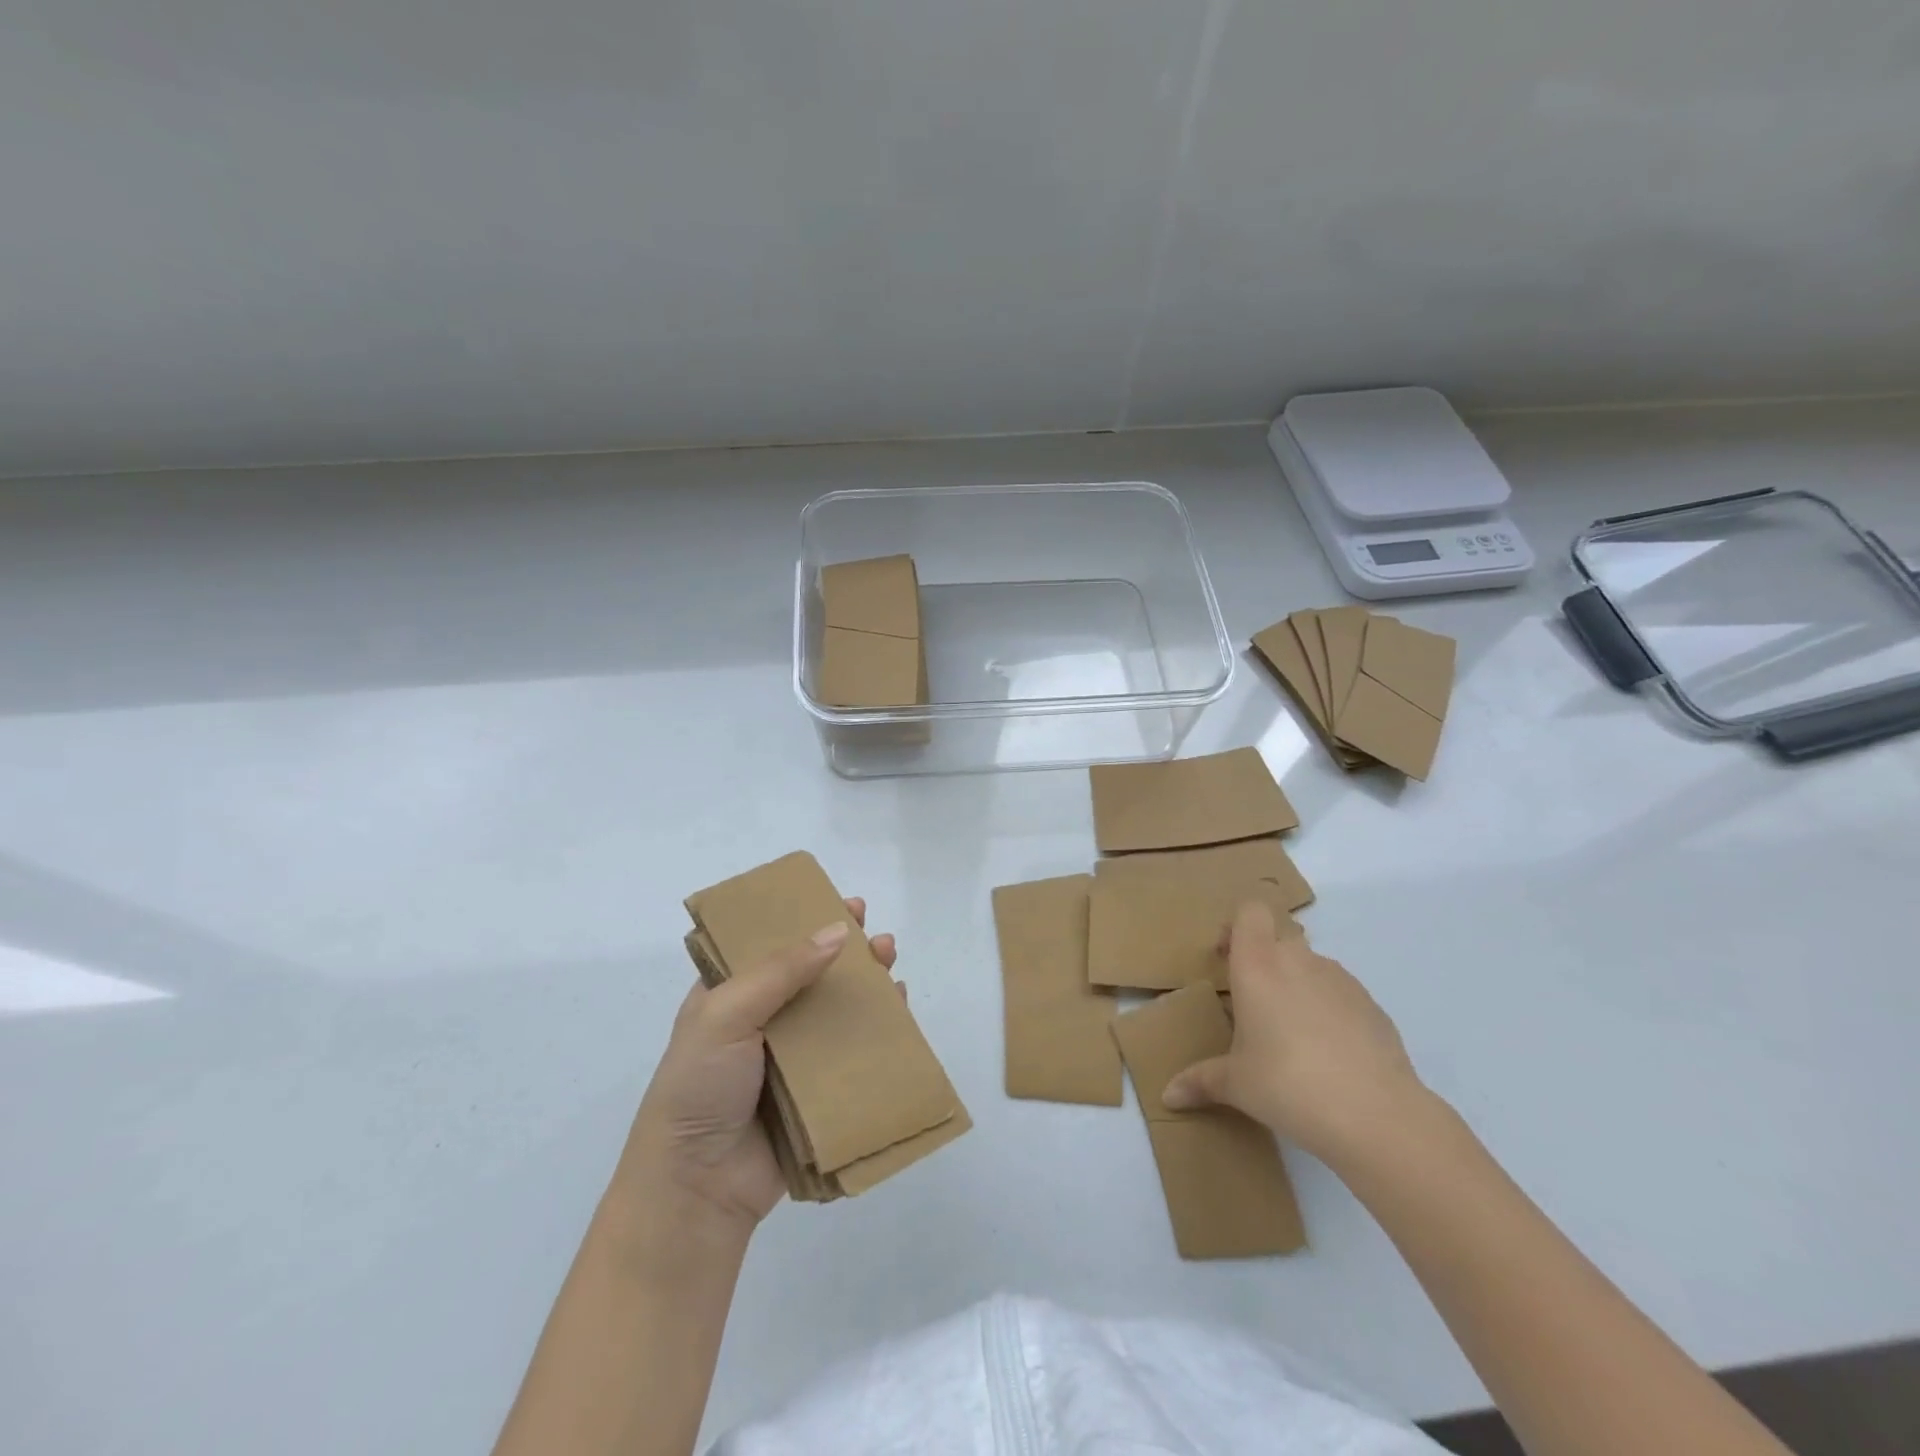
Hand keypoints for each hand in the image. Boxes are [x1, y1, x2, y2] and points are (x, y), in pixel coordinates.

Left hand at [618, 899, 896, 1232]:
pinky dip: (877, 1029)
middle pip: (813, 974)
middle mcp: (762, 1021)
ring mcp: (791, 1058)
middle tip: (877, 934)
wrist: (697, 1187)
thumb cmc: (700, 1086)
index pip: (773, 944)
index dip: (807, 921)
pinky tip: (898, 1010)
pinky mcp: (816, 1092)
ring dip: (866, 985)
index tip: (844, 905)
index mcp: (731, 996)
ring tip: (892, 962)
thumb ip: (781, 970)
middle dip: (847, 951)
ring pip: (836, 1010)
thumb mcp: (726, 1013)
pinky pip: (852, 1052)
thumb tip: (838, 931)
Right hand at [1162, 900, 1428, 1165]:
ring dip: (1298, 985)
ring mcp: (1341, 981)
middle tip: (1253, 1003)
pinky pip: (1341, 994)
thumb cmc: (1287, 1085)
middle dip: (1264, 960)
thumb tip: (1169, 1096)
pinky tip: (1330, 1056)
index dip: (1237, 927)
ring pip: (1312, 965)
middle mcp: (1299, 961)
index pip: (1250, 912)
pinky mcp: (1373, 1006)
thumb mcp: (1236, 1085)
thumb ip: (1200, 1081)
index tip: (1227, 959)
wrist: (1376, 1116)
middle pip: (1279, 937)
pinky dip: (1330, 1011)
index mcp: (1258, 965)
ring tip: (1293, 1035)